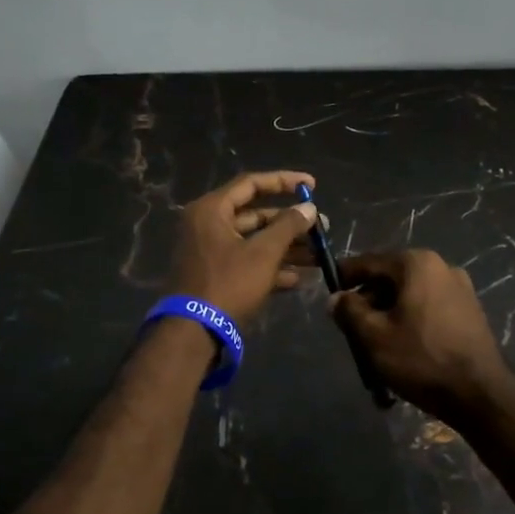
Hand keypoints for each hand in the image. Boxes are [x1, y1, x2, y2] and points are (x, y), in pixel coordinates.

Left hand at [167, 170, 319, 323]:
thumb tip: (309, 208)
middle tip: (321, 228)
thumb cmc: (228, 283)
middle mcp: (208, 225)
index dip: (283, 181)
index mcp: (212, 210)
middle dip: (290, 223)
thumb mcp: (263, 253)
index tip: (311, 185)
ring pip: (254, 241)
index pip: (251, 184)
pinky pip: (247, 262)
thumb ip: (288, 226)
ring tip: (319, 255)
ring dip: (286, 248)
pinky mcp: (216, 276)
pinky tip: (300, 278)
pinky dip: (271, 267)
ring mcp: (211, 252)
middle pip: (255, 215)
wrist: (193, 332)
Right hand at [329, 249, 510, 421]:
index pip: (370, 262)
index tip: (329, 290)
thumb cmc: (421, 359)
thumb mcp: (374, 336)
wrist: (481, 394)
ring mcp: (460, 288)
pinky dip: (411, 319)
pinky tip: (403, 346)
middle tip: (351, 326)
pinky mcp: (470, 311)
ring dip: (389, 312)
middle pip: (391, 277)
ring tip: (375, 342)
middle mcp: (441, 266)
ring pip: (411, 294)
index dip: (345, 276)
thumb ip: (349, 311)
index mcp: (417, 263)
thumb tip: (336, 298)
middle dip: (369, 299)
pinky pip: (429, 307)